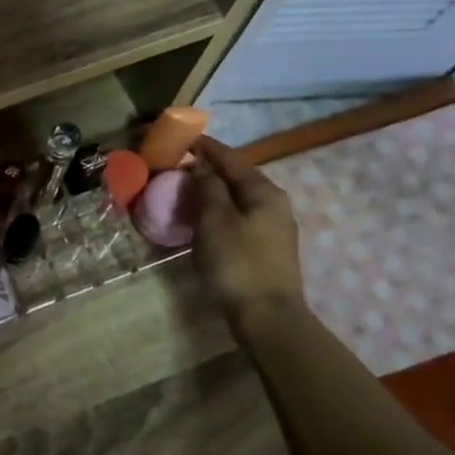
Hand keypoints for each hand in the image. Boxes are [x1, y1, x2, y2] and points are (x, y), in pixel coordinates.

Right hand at [188, 137, 305, 328]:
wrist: (266, 315)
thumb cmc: (237, 262)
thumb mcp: (215, 220)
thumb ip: (209, 188)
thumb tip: (202, 165)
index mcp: (264, 191)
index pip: (232, 159)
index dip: (207, 147)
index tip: (184, 138)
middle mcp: (274, 203)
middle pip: (238, 177)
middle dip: (210, 169)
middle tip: (180, 166)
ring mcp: (273, 227)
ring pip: (239, 198)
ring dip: (214, 191)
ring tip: (187, 190)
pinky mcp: (266, 248)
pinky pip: (239, 217)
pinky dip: (219, 210)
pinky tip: (204, 218)